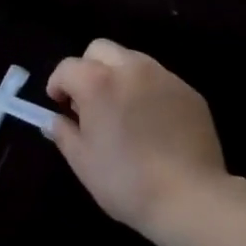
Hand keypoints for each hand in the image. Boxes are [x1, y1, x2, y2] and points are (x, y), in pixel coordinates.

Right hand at [46, 39, 228, 235]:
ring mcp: (164, 76)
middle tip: (90, 102)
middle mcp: (131, 68)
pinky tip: (153, 123)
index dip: (58, 84)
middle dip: (88, 68)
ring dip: (119, 76)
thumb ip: (64, 133)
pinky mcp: (189, 90)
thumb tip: (56, 120)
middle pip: (100, 49)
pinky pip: (160, 79)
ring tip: (123, 111)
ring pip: (132, 59)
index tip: (59, 105)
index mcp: (99, 82)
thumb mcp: (83, 163)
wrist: (189, 197)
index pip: (68, 67)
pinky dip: (148, 91)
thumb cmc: (126, 182)